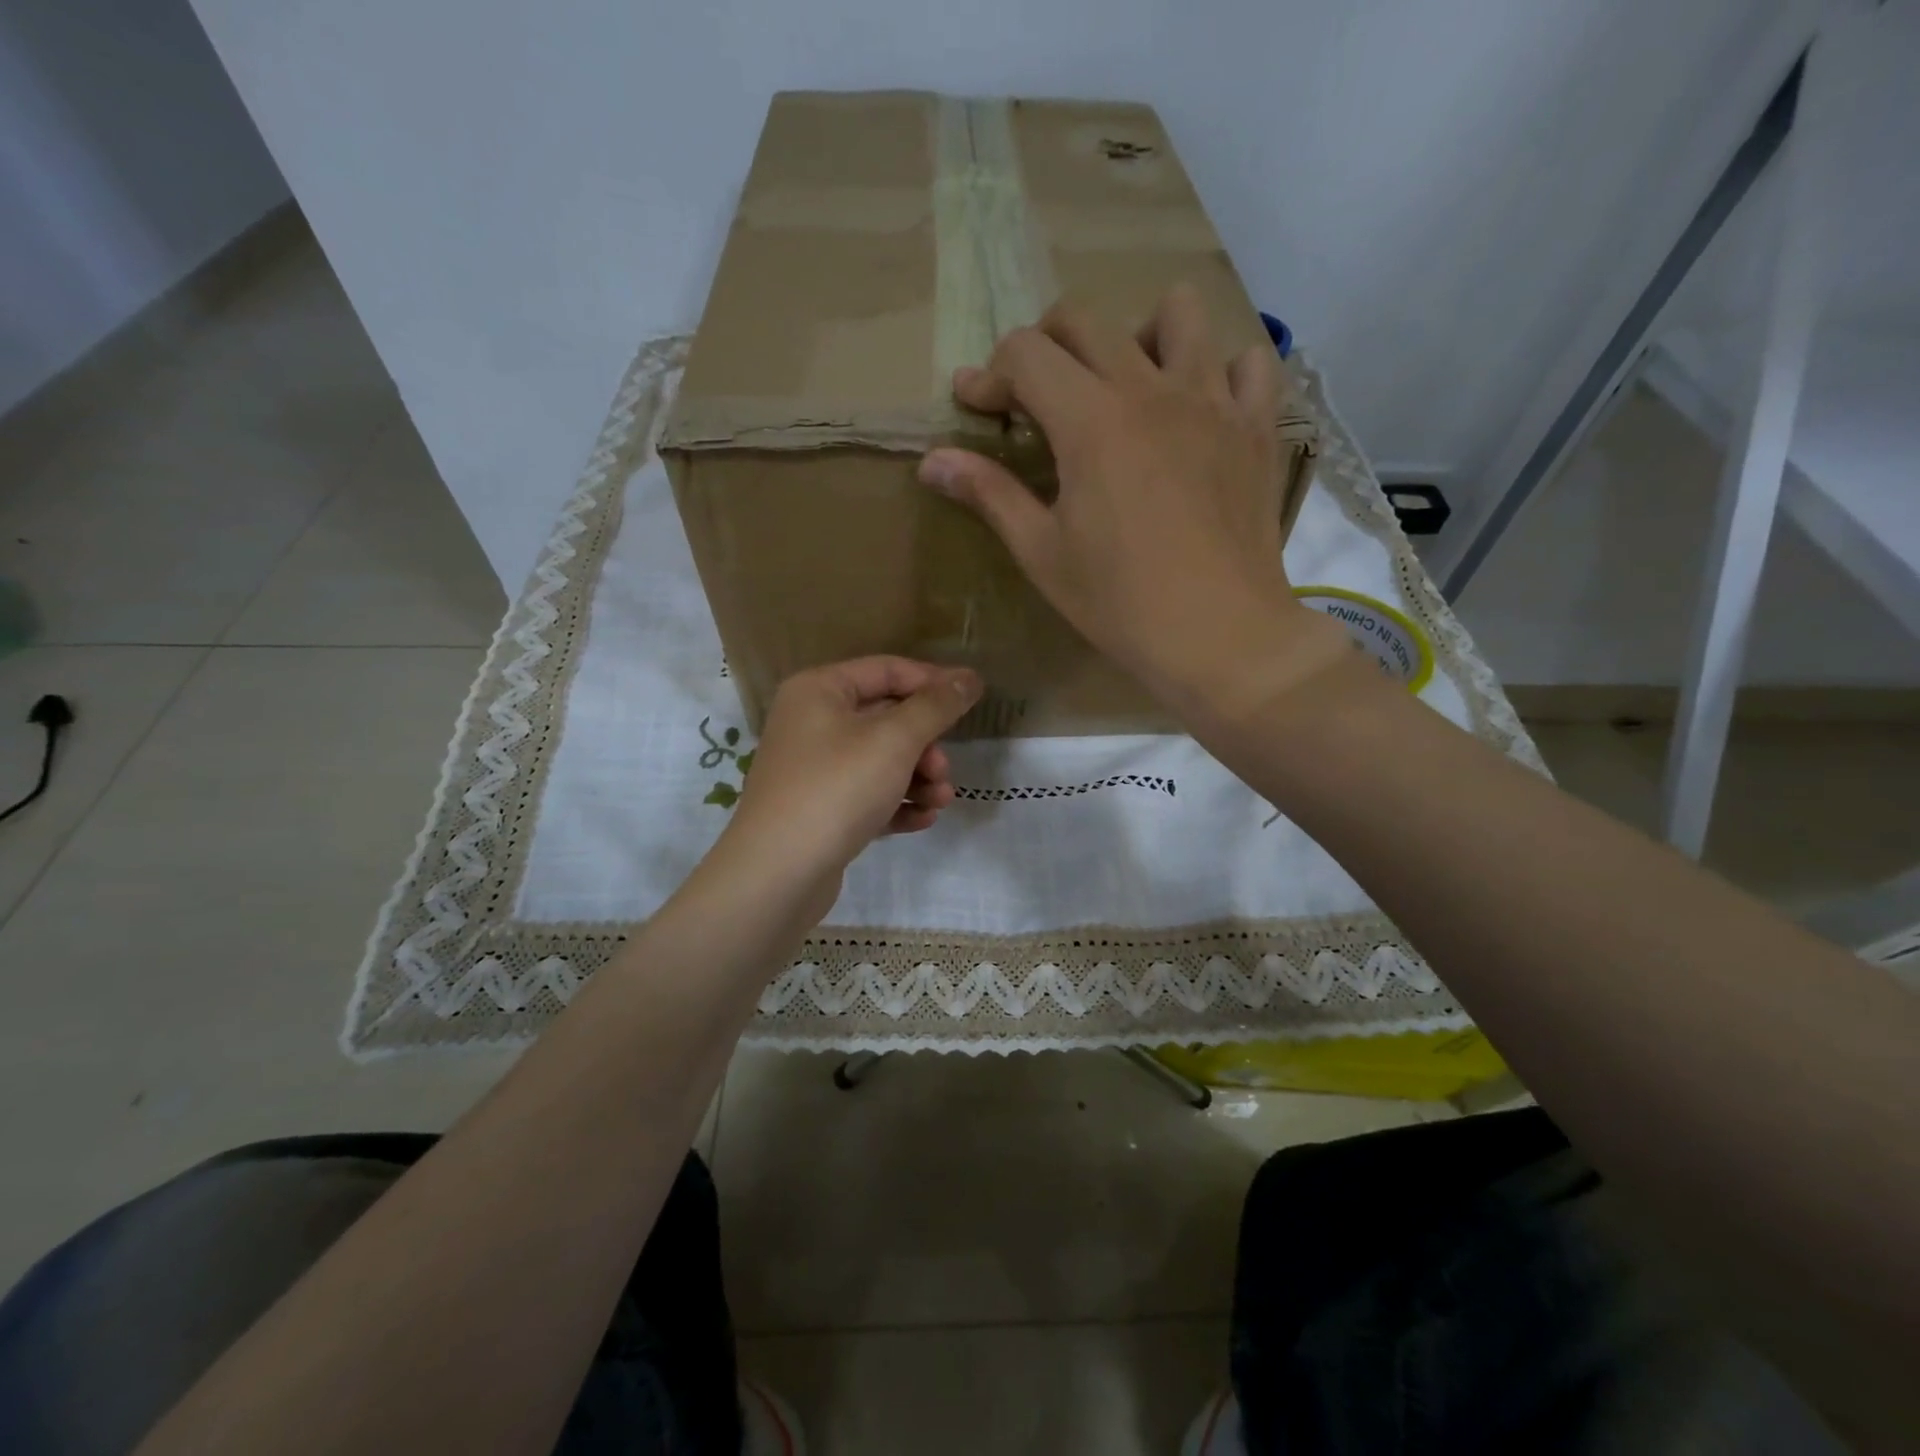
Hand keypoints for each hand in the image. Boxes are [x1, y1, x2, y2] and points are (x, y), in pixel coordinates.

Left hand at [716, 657, 981, 925]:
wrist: (778, 874)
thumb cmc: (837, 789)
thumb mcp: (894, 741)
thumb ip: (935, 706)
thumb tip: (968, 677)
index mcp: (820, 690)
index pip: (887, 670)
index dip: (933, 682)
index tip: (973, 698)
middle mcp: (812, 722)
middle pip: (886, 718)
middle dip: (925, 745)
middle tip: (943, 771)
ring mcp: (814, 768)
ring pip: (880, 760)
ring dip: (918, 778)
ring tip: (940, 802)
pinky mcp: (820, 809)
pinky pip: (868, 794)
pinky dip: (897, 803)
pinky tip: (922, 820)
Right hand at [917, 284, 1350, 723]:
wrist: (1220, 635)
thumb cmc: (1119, 602)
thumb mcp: (1042, 553)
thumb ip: (990, 494)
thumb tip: (931, 461)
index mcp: (1090, 421)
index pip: (1026, 354)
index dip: (989, 374)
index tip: (977, 408)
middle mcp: (1151, 389)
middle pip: (1087, 321)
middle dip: (1045, 344)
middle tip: (1035, 395)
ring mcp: (1213, 401)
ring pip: (1177, 313)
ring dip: (1137, 334)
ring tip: (1125, 385)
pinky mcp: (1256, 426)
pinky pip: (1247, 362)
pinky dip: (1219, 368)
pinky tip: (1199, 406)